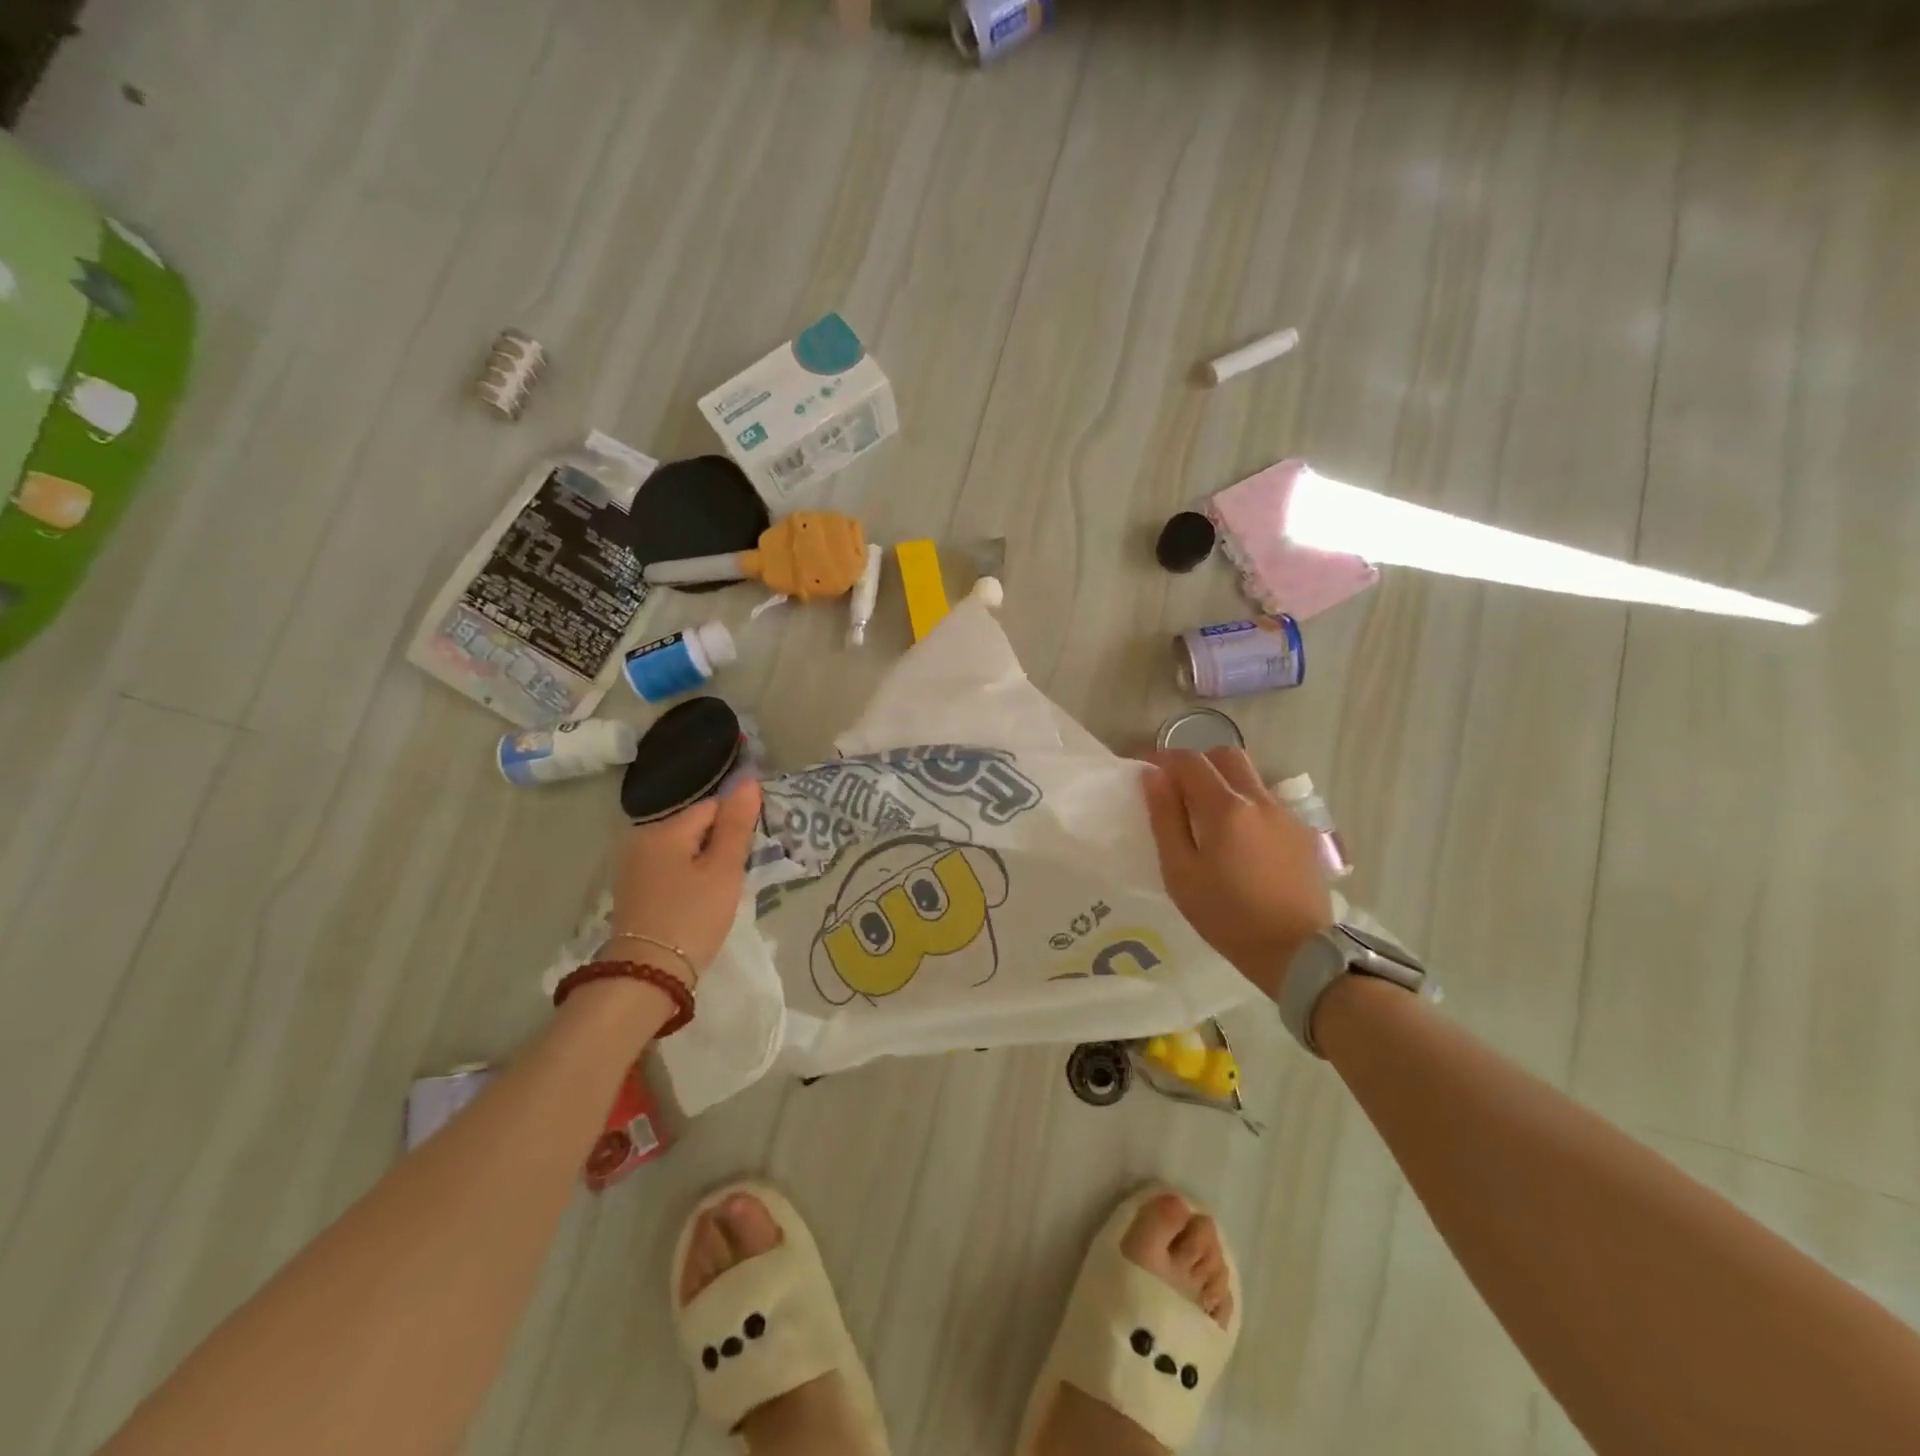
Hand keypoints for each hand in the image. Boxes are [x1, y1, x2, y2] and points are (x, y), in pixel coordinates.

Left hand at [606, 780, 762, 981]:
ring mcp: (632, 865)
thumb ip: (736, 825)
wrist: (647, 974)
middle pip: (695, 828)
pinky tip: (694, 902)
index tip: (746, 857)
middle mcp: (641, 839)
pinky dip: (685, 879)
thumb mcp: (723, 870)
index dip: (735, 828)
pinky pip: (668, 869)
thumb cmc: (692, 917)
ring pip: (682, 850)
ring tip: (716, 893)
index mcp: (664, 829)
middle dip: (718, 846)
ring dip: (702, 864)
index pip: (713, 808)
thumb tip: (748, 782)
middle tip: (732, 880)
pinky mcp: (631, 889)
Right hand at [1142, 748, 1333, 999]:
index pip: (1190, 761)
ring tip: (1209, 817)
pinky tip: (1240, 840)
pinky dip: (1246, 805)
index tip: (1149, 773)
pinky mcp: (1302, 833)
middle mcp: (1259, 800)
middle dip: (1199, 763)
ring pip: (1251, 777)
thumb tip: (1153, 776)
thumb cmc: (1227, 916)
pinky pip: (1268, 802)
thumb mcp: (1181, 873)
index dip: (1164, 759)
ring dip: (1224, 782)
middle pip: (1226, 755)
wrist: (1297, 952)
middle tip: (1180, 790)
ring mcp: (1286, 815)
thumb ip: (1165, 819)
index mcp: (1225, 808)